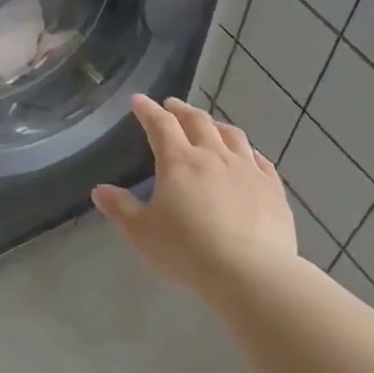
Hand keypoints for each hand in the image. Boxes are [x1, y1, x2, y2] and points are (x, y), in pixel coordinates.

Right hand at [92, 96, 297, 291]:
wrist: (250, 272)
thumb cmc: (187, 250)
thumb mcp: (142, 232)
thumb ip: (121, 208)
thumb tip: (100, 191)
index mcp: (179, 162)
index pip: (160, 125)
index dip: (148, 110)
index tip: (139, 100)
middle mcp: (214, 156)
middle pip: (198, 122)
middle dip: (181, 110)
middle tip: (171, 105)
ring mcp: (248, 169)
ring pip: (232, 135)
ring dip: (215, 125)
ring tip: (208, 125)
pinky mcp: (273, 188)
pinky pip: (259, 159)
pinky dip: (247, 150)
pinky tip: (247, 155)